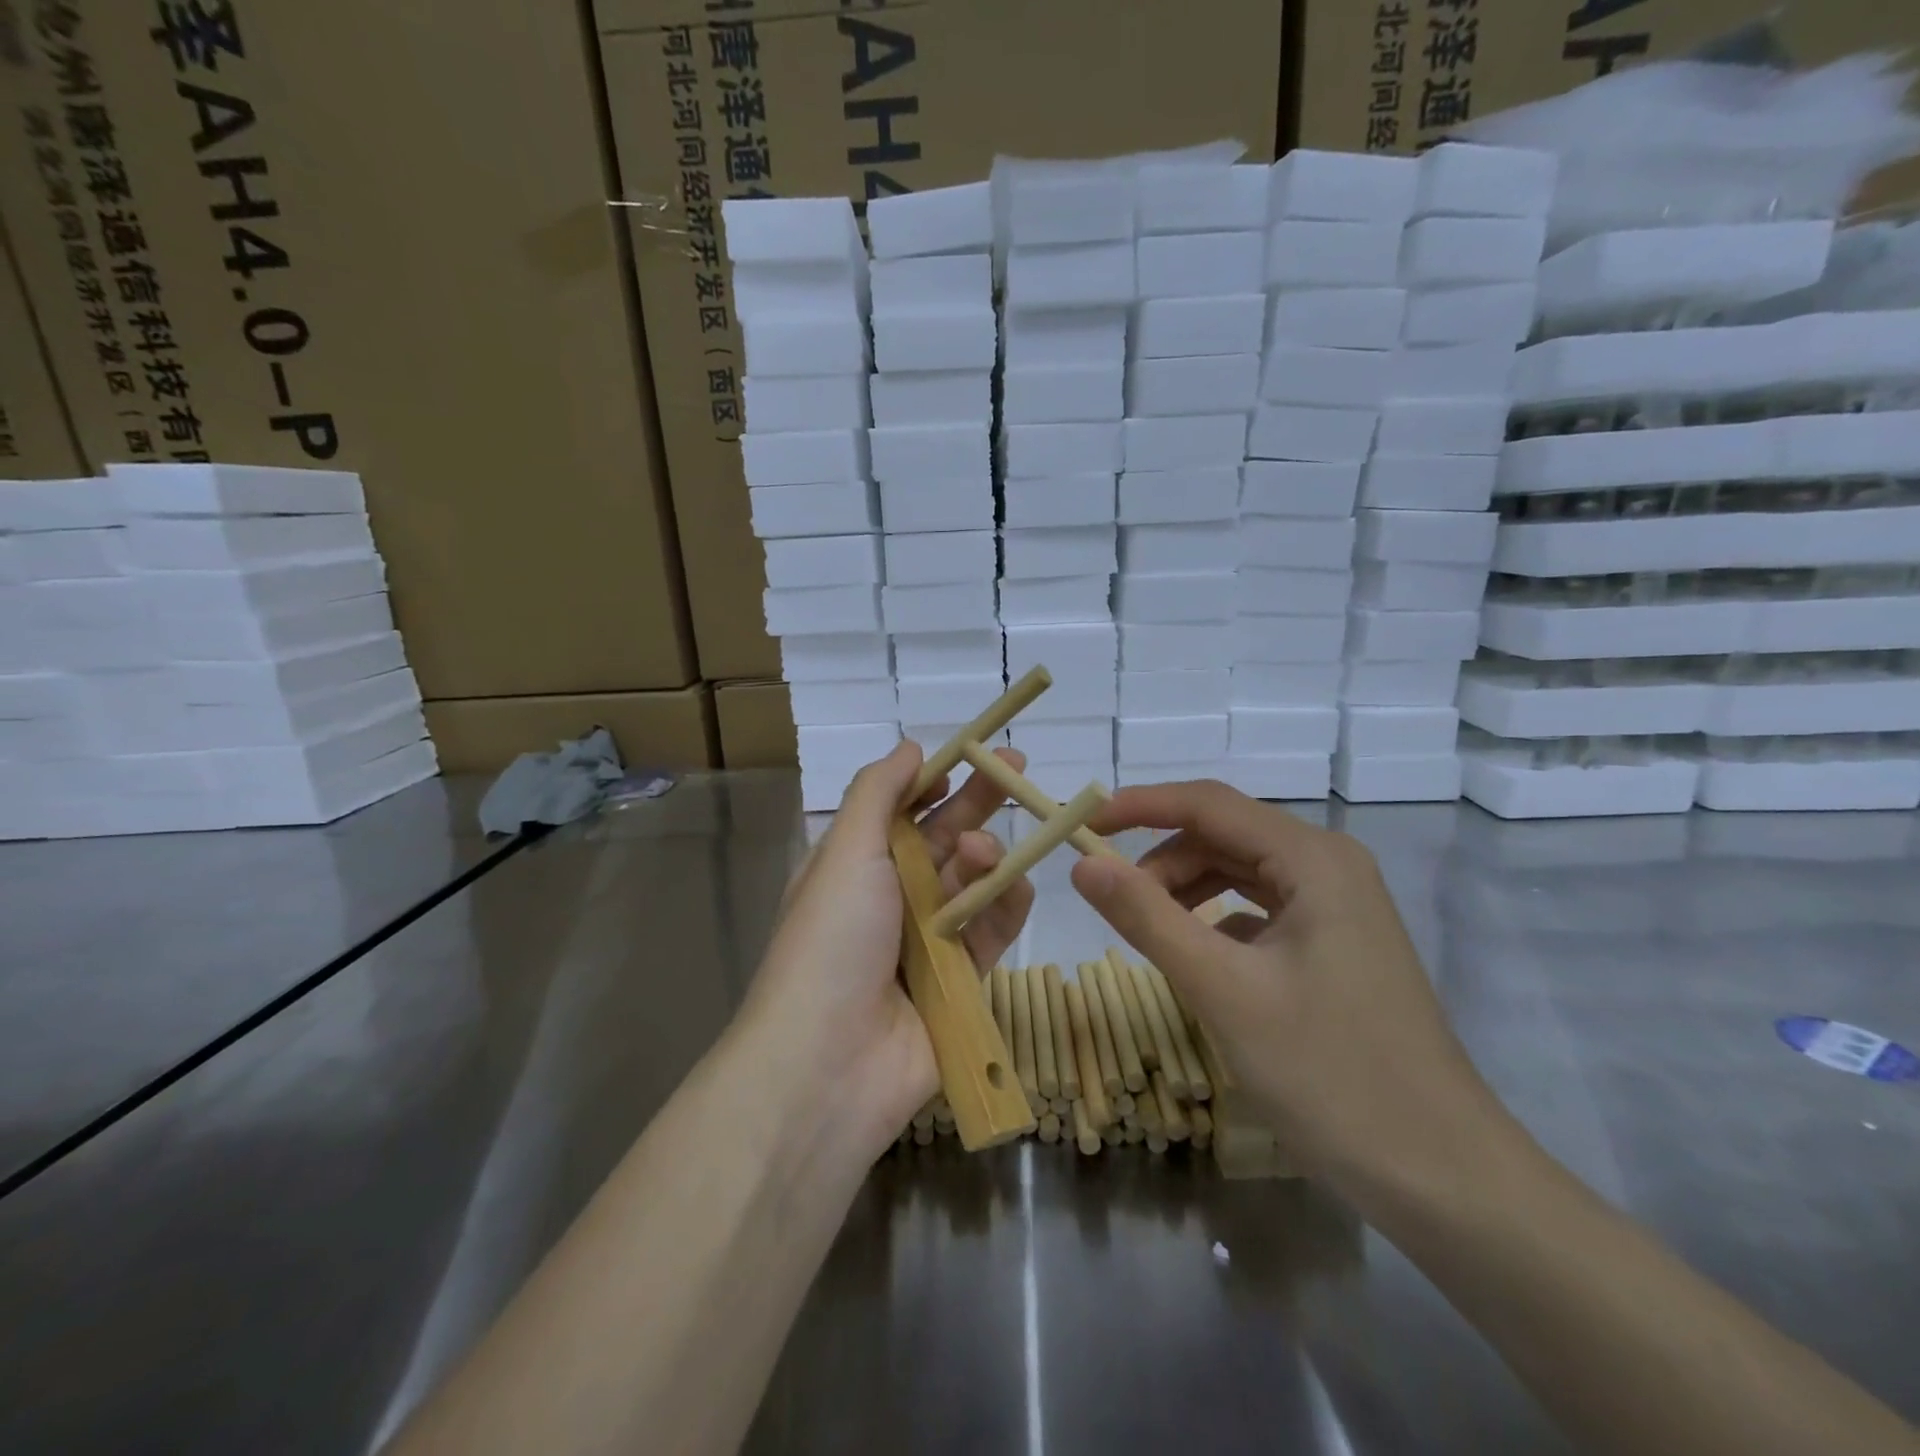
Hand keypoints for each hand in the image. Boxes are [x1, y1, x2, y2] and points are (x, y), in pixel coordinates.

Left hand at [734, 741, 1033, 1158]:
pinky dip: (1005, 906)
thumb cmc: (831, 940)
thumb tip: (910, 747)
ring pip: (972, 882)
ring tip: (981, 854)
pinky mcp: (962, 981)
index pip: (901, 810)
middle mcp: (890, 899)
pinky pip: (992, 931)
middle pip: (943, 839)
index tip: (973, 754)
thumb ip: (878, 792)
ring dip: (984, 857)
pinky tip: (1013, 887)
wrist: (828, 1064)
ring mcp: (927, 941)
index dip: (935, 781)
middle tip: (1018, 769)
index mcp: (855, 866)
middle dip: (978, 803)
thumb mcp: (846, 852)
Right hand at [1069, 781, 1516, 1200]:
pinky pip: (1259, 908)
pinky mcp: (1336, 946)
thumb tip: (1083, 864)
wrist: (1443, 1177)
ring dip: (1186, 888)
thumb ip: (1147, 918)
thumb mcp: (1222, 990)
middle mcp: (1329, 866)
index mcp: (1313, 858)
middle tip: (1111, 898)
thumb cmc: (1331, 1073)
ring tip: (1149, 930)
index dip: (1138, 805)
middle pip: (1224, 834)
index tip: (1081, 824)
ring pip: (1240, 871)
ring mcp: (1338, 907)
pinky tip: (1198, 956)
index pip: (1208, 803)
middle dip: (1161, 857)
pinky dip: (1215, 918)